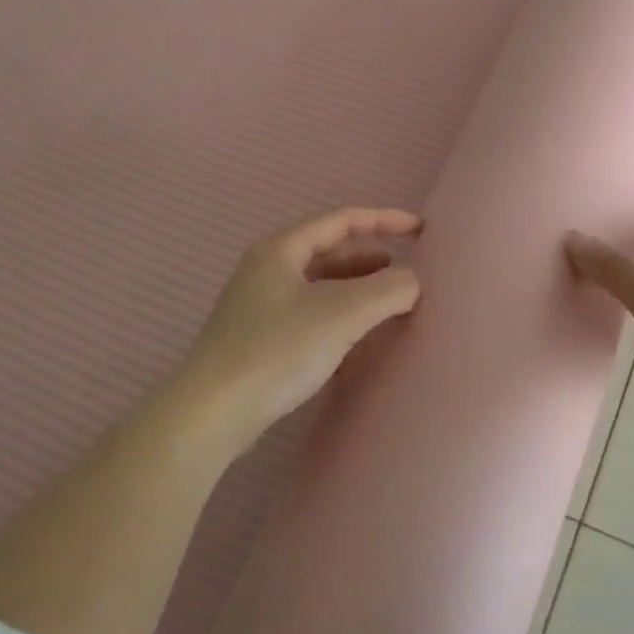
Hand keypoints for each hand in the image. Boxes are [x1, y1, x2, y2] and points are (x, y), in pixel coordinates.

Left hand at [170, 208, 422, 459]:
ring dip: (359, 286)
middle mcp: (268, 269)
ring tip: (392, 299)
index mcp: (281, 249)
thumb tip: (413, 281)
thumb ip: (389, 289)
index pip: (341, 220)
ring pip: (322, 283)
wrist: (212, 414)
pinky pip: (313, 311)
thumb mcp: (344, 313)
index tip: (420, 230)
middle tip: (409, 270)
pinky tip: (360, 333)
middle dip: (373, 256)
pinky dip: (343, 312)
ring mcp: (261, 305)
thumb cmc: (278, 349)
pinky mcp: (261, 338)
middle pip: (330, 250)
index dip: (384, 220)